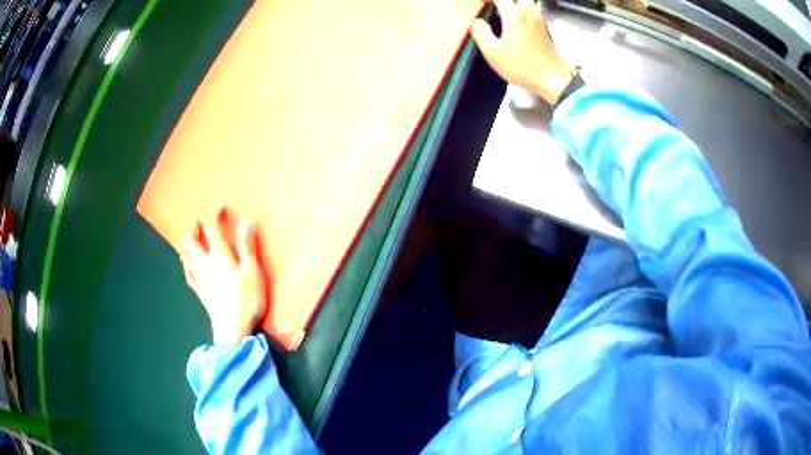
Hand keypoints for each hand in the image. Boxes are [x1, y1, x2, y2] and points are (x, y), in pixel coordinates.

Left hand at [180, 213, 267, 344]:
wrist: (233, 329)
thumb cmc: (246, 300)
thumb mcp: (253, 272)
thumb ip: (247, 247)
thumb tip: (244, 221)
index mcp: (219, 256)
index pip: (211, 229)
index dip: (213, 215)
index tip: (219, 208)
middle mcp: (205, 263)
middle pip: (190, 242)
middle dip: (192, 229)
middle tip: (198, 225)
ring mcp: (199, 278)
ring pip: (185, 256)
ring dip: (185, 245)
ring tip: (190, 241)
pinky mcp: (198, 292)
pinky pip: (187, 273)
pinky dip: (186, 265)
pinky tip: (188, 266)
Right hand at [471, 0, 572, 104]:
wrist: (552, 80)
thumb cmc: (524, 67)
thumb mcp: (492, 52)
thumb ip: (480, 31)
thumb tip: (476, 21)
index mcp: (514, 14)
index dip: (484, 0)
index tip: (476, 4)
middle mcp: (528, 11)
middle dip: (498, 1)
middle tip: (487, 7)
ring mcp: (538, 18)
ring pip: (521, 2)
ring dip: (508, 4)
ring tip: (496, 12)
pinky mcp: (543, 27)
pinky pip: (527, 9)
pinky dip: (517, 10)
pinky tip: (510, 21)